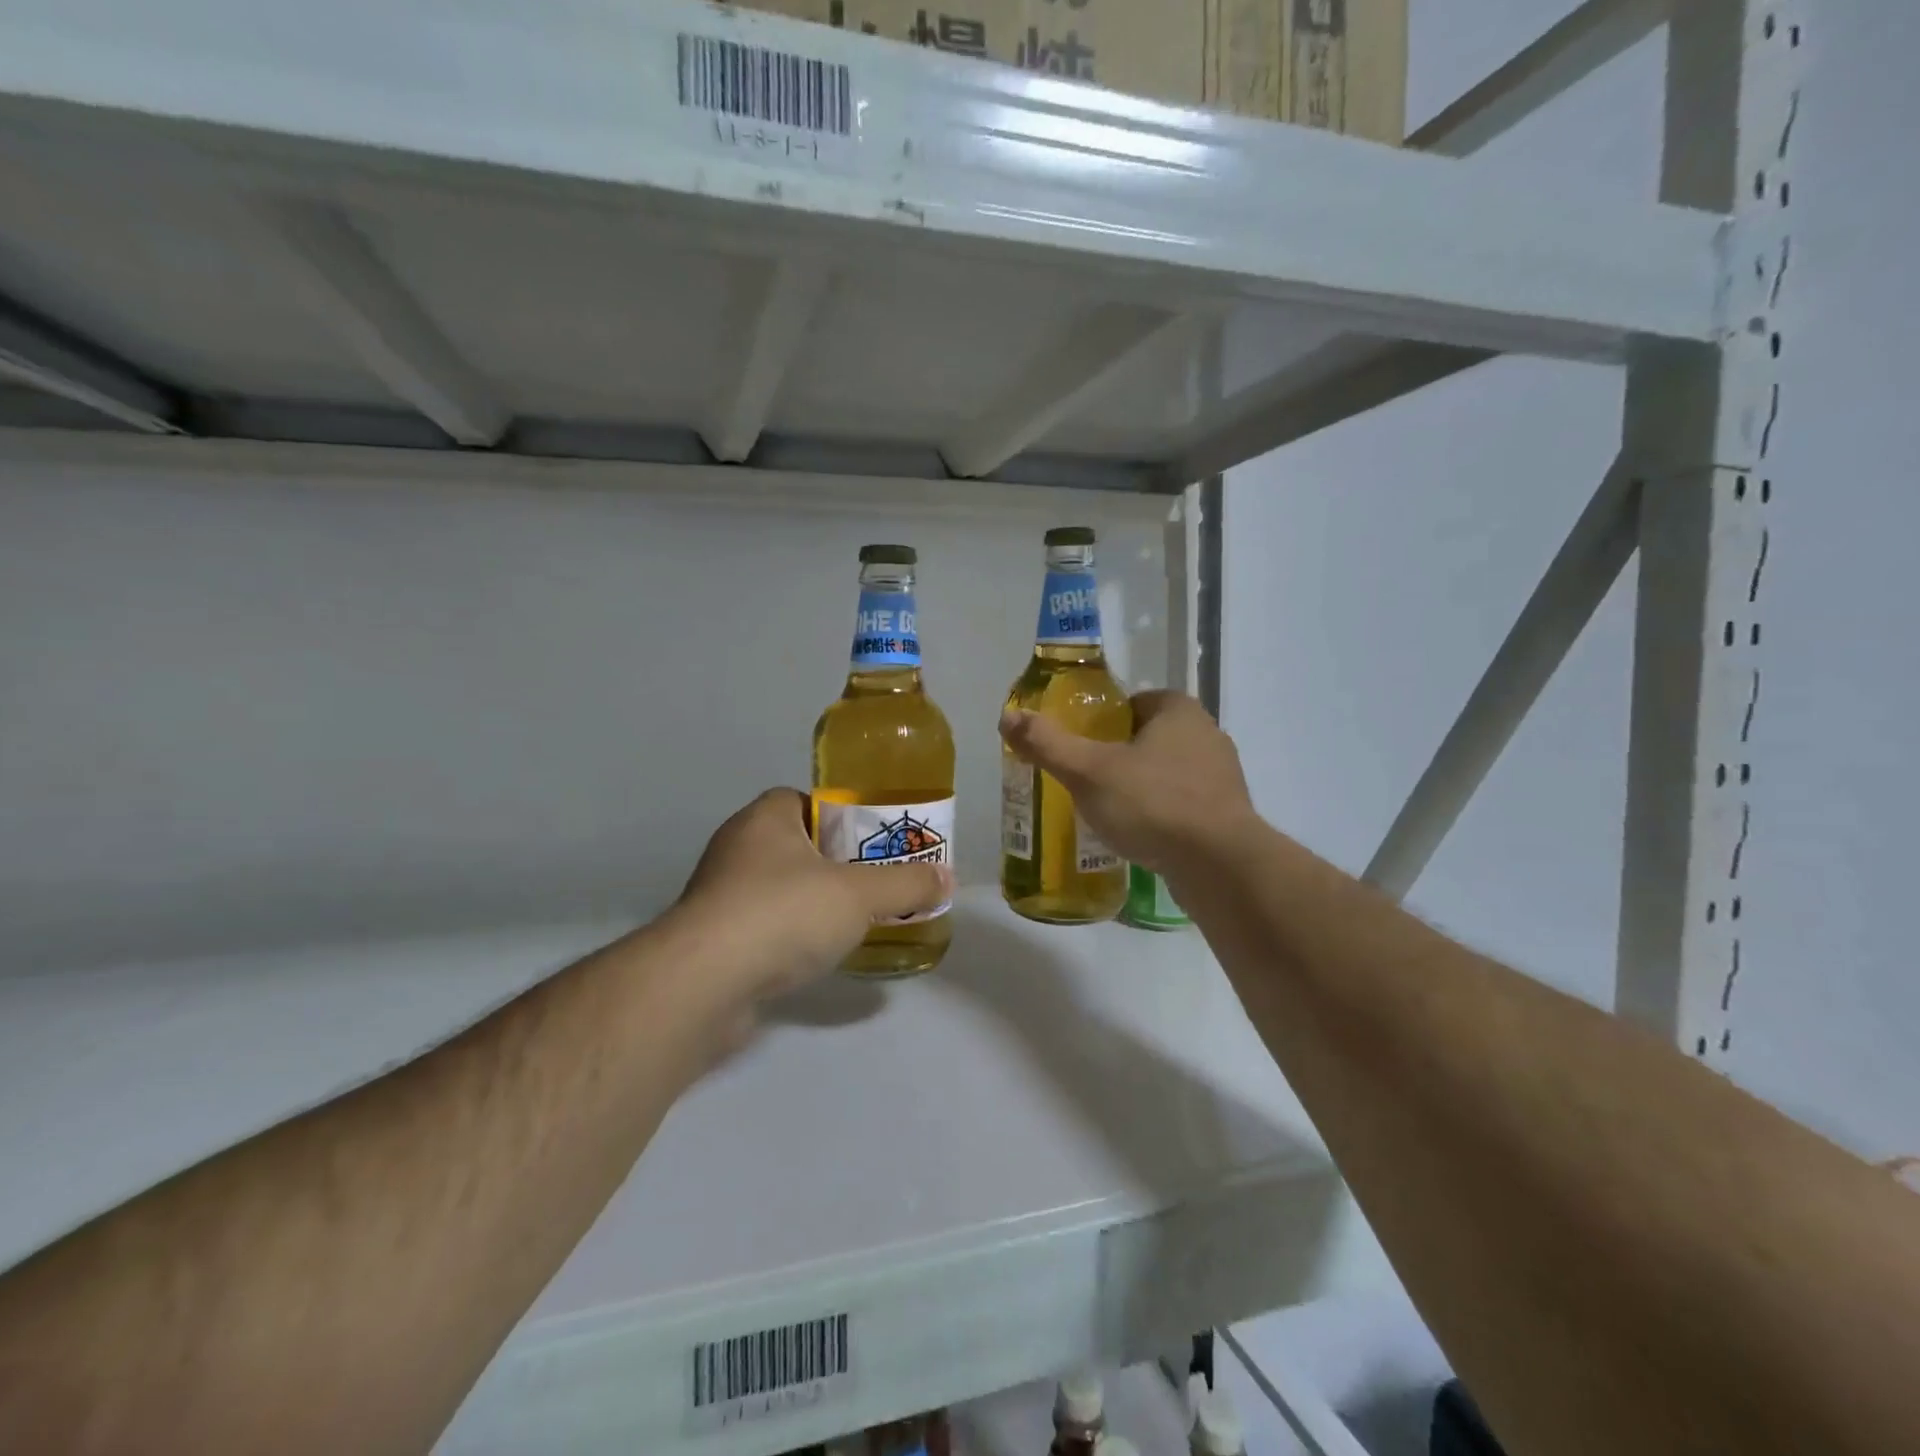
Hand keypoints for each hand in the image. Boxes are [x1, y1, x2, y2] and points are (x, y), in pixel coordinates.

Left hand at [675, 788, 952, 1002]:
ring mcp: (719, 896)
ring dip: (810, 902)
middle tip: (872, 882)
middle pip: (795, 845)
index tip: (870, 842)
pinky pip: (762, 926)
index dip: (839, 816)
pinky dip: (788, 936)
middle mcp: (736, 849)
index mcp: (765, 819)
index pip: (803, 800)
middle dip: (832, 863)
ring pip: (778, 888)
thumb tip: (947, 878)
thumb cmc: (784, 913)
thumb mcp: (860, 894)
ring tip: (852, 922)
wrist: (704, 984)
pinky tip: (815, 956)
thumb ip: (906, 884)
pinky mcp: (712, 940)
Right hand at [999, 690, 1256, 873]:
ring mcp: (1223, 777)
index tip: (1082, 747)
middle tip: (1087, 781)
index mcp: (1179, 711)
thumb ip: (1048, 743)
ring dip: (1142, 788)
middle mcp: (1207, 735)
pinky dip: (1162, 816)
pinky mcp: (1228, 816)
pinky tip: (1140, 838)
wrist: (1219, 866)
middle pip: (1150, 738)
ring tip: (1109, 813)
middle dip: (1121, 756)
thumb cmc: (1152, 804)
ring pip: (1168, 773)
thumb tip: (1007, 716)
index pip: (1135, 703)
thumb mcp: (1089, 771)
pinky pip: (1184, 806)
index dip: (1105, 722)